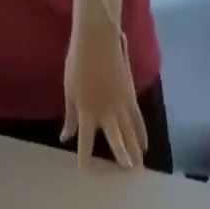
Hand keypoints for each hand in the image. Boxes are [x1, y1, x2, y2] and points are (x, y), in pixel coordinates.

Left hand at [62, 19, 144, 168]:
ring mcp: (120, 106)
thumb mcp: (70, 92)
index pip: (85, 141)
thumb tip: (65, 138)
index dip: (84, 156)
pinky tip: (145, 146)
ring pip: (130, 133)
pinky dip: (141, 134)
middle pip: (116, 140)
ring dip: (135, 150)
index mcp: (87, 112)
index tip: (85, 170)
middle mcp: (106, 113)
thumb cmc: (79, 63)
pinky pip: (137, 120)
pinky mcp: (130, 98)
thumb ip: (70, 117)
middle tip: (129, 171)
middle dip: (122, 156)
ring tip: (139, 166)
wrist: (97, 37)